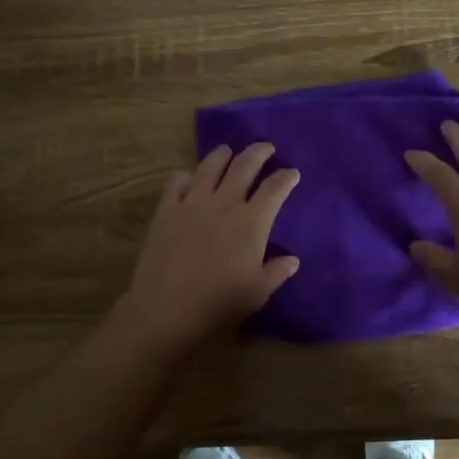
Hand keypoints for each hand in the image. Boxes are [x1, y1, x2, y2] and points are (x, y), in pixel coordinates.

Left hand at [118, 143, 300, 349]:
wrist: (166, 310)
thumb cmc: (218, 305)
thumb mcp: (257, 293)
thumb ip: (277, 272)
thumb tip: (292, 259)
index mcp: (252, 222)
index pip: (275, 188)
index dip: (286, 177)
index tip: (292, 173)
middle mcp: (225, 203)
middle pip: (245, 165)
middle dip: (259, 152)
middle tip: (267, 148)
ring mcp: (192, 203)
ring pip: (210, 166)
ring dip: (223, 155)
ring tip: (228, 151)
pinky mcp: (166, 210)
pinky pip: (177, 182)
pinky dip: (187, 176)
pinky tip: (189, 178)